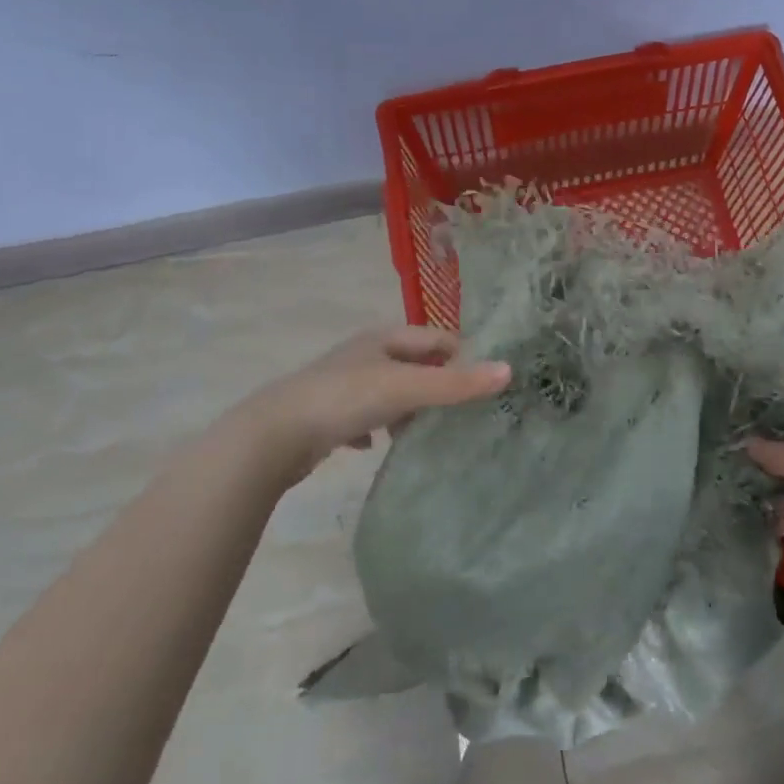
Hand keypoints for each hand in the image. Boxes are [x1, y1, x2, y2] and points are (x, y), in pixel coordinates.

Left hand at [254, 326, 510, 476]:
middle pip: (412, 363)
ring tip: (425, 431)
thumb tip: (509, 371)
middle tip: (462, 409)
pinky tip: (378, 446)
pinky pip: (362, 417)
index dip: (462, 354)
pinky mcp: (326, 414)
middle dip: (436, 382)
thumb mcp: (406, 389)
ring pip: (388, 390)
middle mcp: (363, 355)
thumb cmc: (345, 400)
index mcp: (383, 339)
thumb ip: (456, 383)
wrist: (274, 435)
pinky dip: (376, 428)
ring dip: (407, 407)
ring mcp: (343, 384)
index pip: (435, 337)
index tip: (484, 381)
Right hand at [746, 439, 783, 642]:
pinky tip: (771, 527)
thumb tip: (748, 444)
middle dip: (762, 456)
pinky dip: (768, 522)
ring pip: (775, 491)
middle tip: (731, 449)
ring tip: (756, 494)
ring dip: (764, 491)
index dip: (777, 419)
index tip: (743, 411)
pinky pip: (774, 524)